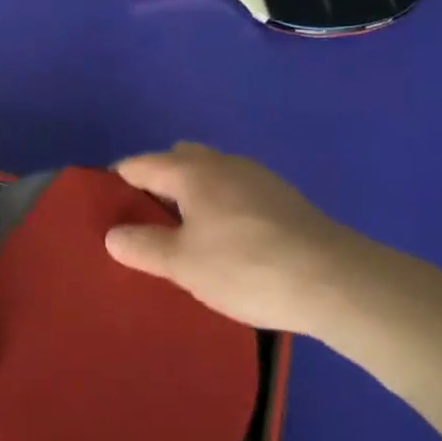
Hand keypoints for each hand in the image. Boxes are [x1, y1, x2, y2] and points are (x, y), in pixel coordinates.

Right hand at [106, 143, 374, 333]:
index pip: (140, 164)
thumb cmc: (245, 266)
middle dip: (157, 183)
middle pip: (177, 160)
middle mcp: (222, 163)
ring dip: (192, 195)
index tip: (107, 210)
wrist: (334, 280)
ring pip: (210, 174)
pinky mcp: (283, 198)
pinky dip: (220, 206)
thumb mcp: (183, 264)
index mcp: (191, 171)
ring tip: (187, 236)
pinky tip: (228, 242)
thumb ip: (142, 246)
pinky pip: (235, 191)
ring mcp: (257, 177)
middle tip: (148, 224)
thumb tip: (113, 235)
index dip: (118, 183)